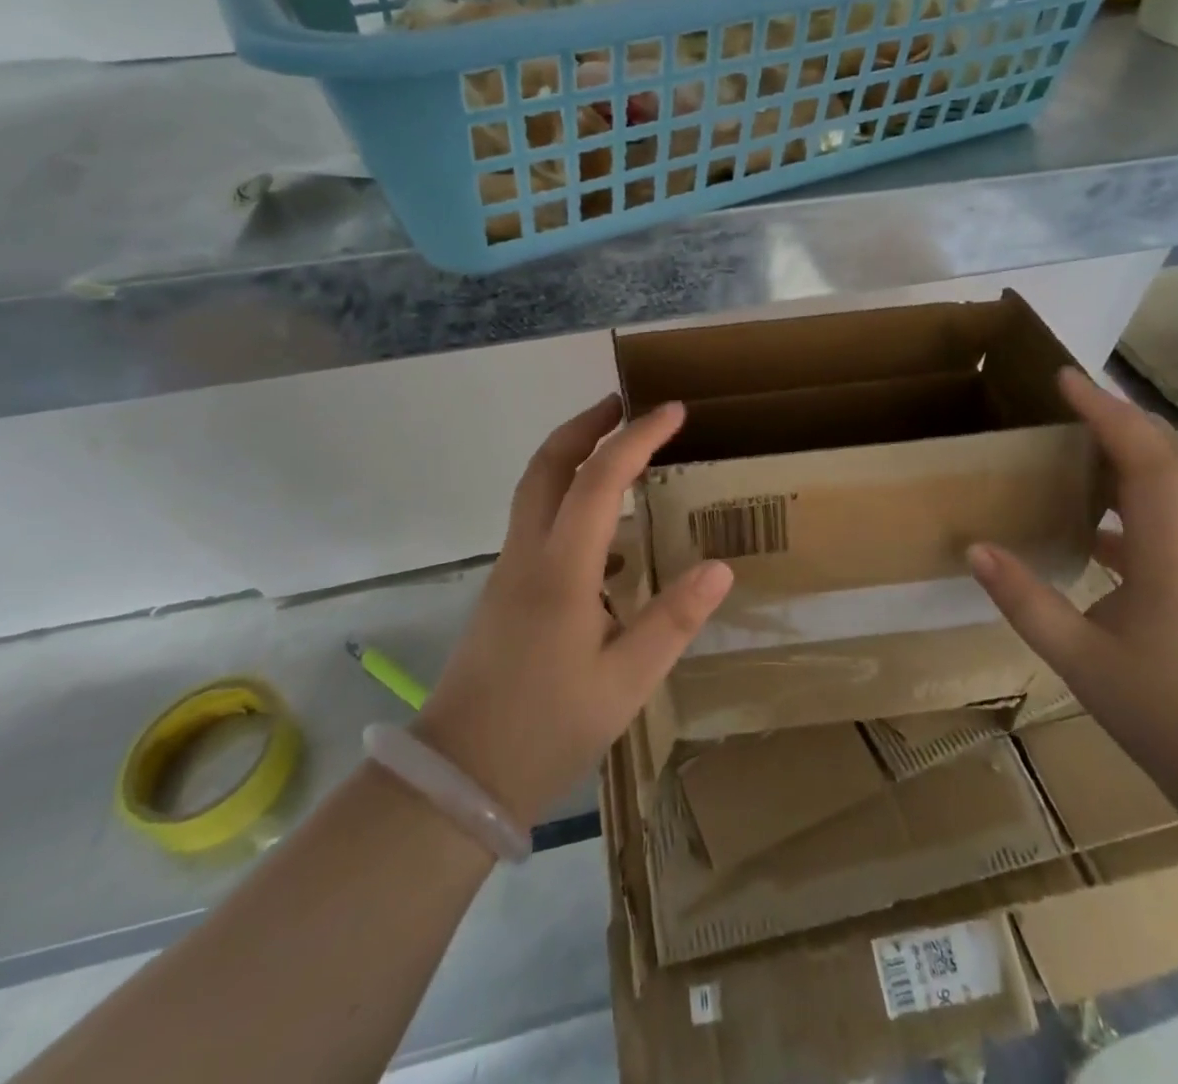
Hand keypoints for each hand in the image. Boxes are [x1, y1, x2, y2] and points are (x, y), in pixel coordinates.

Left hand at [413, 396, 732, 825]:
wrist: (457, 775)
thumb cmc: (547, 728)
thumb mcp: (625, 682)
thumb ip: (672, 620)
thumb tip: (720, 568)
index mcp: (561, 569)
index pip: (600, 479)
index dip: (637, 438)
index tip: (672, 411)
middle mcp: (528, 553)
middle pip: (548, 464)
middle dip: (586, 424)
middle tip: (624, 403)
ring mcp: (508, 569)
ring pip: (535, 488)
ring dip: (572, 454)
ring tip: (617, 451)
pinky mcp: (503, 589)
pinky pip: (535, 519)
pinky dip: (566, 495)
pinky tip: (603, 531)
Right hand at [967, 368, 1177, 808]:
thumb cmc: (1168, 717)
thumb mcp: (1079, 662)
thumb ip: (1025, 601)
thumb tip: (975, 548)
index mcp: (1171, 559)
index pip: (1145, 462)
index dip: (1107, 414)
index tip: (1067, 379)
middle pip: (1176, 459)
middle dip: (1127, 416)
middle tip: (1077, 395)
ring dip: (1138, 449)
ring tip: (1087, 437)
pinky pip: (1176, 519)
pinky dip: (1139, 495)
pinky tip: (1098, 522)